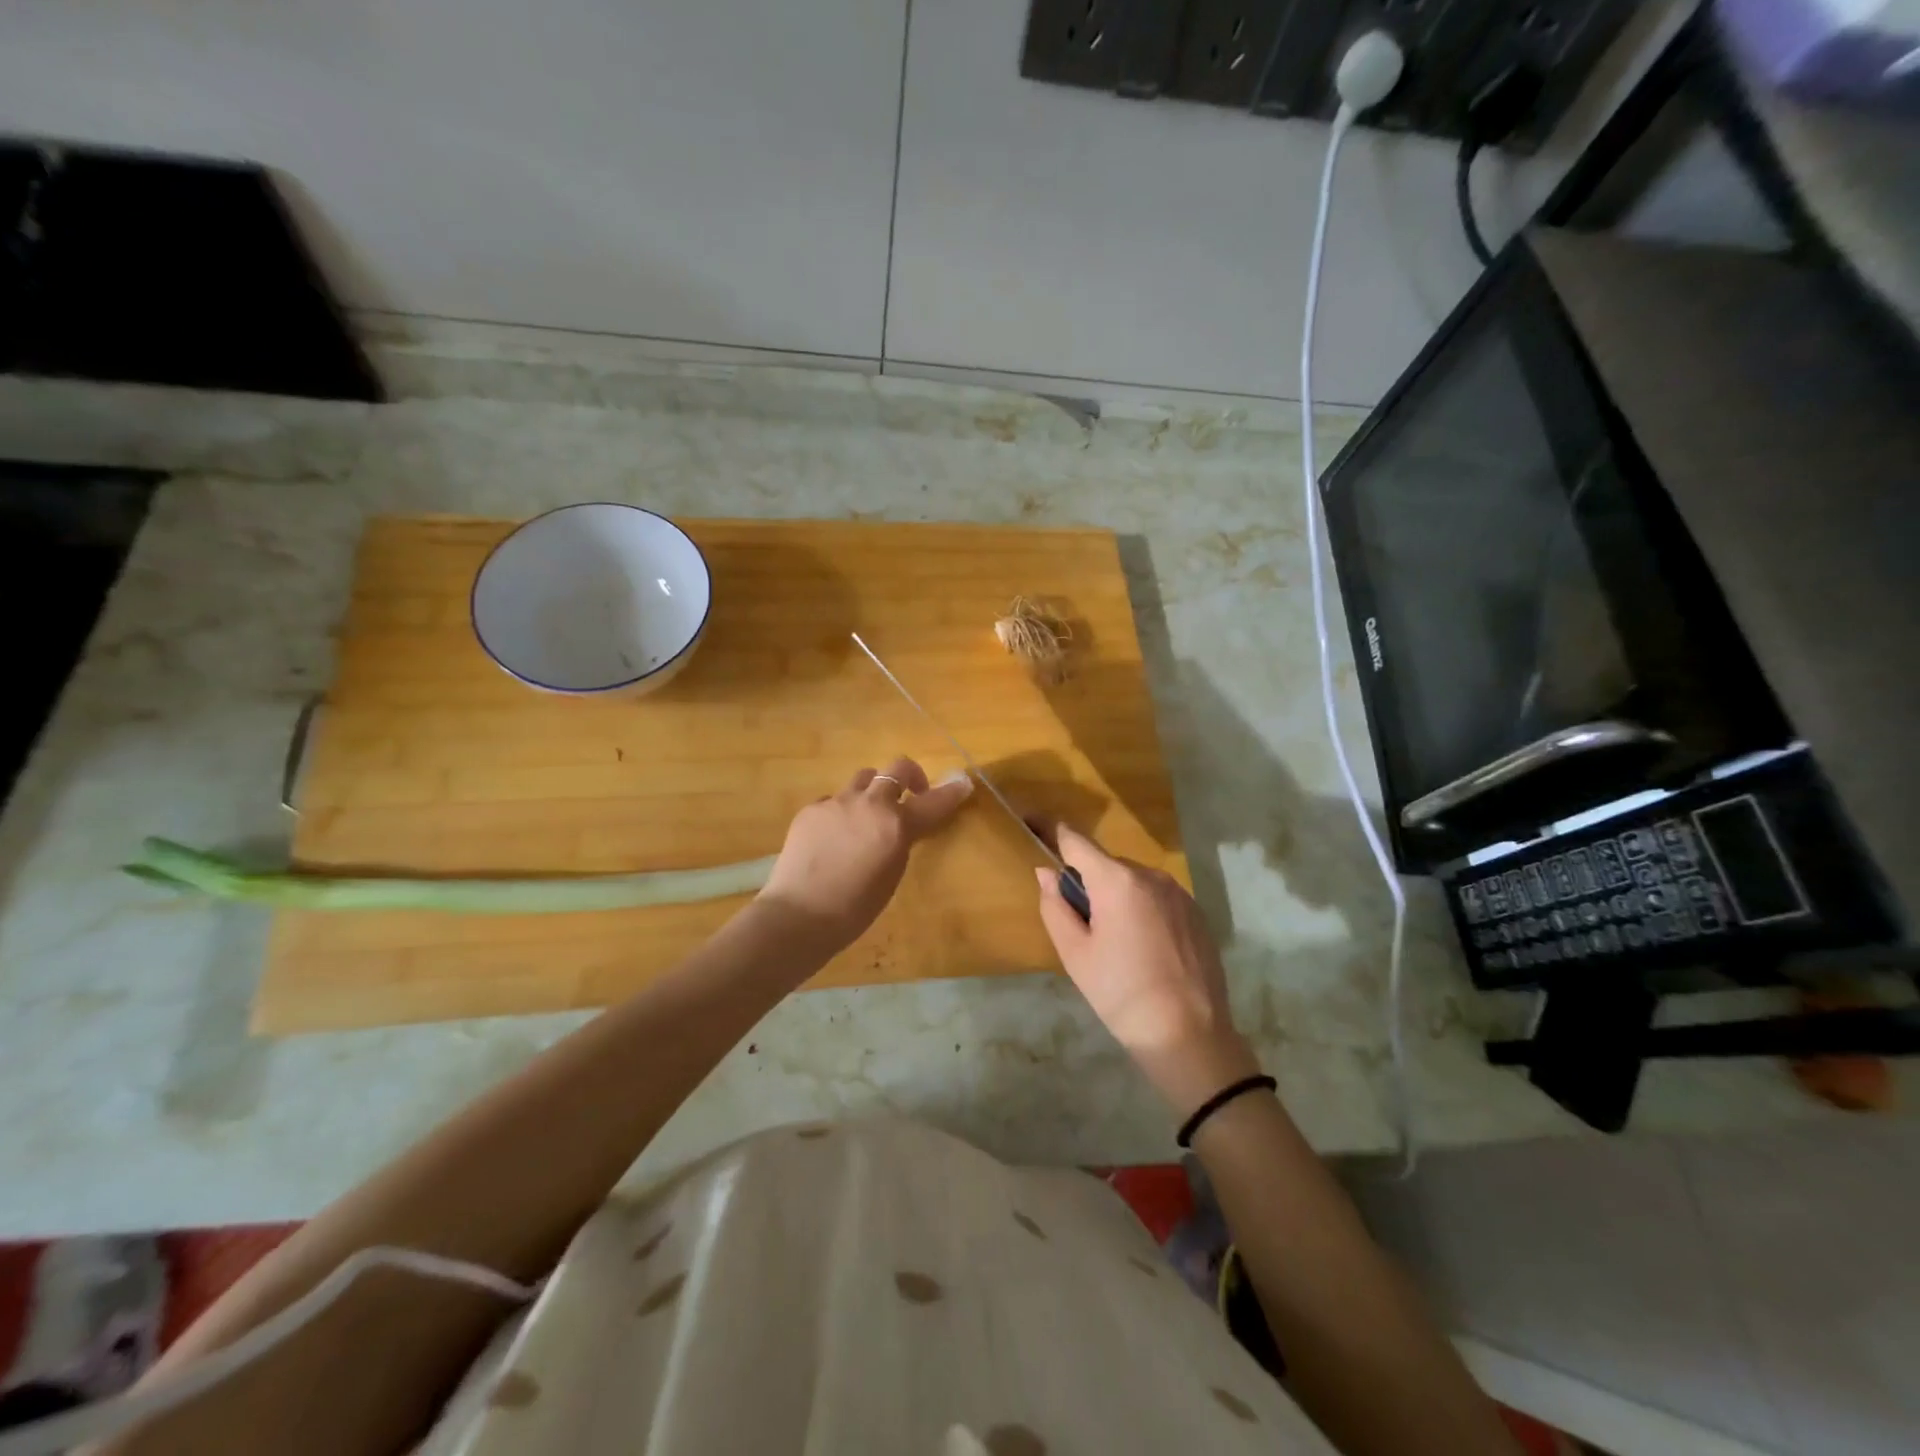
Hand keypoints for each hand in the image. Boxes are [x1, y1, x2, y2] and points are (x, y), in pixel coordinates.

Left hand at [758, 757, 972, 953]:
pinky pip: (834, 799)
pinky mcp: (811, 808)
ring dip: (873, 789)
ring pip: (863, 778)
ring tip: (868, 814)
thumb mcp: (891, 875)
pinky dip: (842, 811)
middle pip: (896, 768)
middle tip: (911, 794)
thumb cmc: (854, 908)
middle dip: (910, 776)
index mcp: (896, 825)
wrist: (800, 914)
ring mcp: (837, 802)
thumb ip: (900, 842)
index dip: (951, 793)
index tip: (962, 784)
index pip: (933, 802)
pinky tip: (834, 835)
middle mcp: (869, 804)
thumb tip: (901, 828)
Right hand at [1035, 826, 1260, 1114]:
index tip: (1030, 821)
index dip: (1049, 829)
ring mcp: (1179, 893)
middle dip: (1087, 881)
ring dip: (1115, 896)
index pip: (1074, 840)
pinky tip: (1144, 949)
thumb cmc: (1121, 994)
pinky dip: (1141, 909)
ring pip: (1132, 882)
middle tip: (1078, 923)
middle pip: (1105, 864)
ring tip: (1114, 943)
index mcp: (1117, 881)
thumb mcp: (1075, 954)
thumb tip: (1047, 873)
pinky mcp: (1196, 912)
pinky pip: (1156, 897)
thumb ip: (1055, 906)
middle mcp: (1150, 875)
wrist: (1190, 1036)